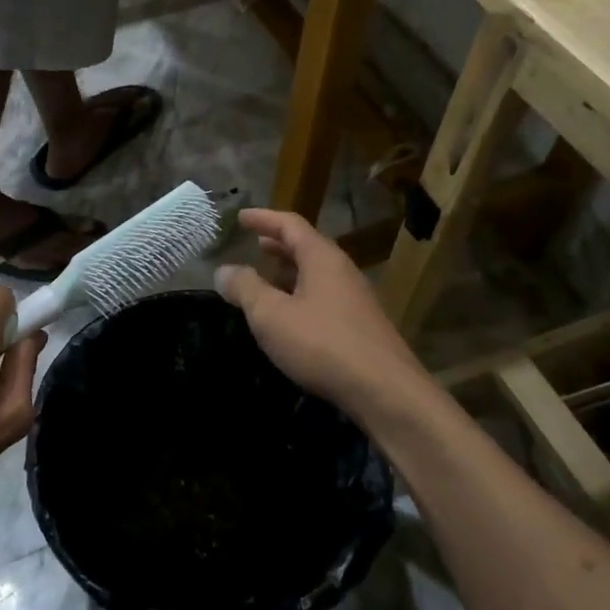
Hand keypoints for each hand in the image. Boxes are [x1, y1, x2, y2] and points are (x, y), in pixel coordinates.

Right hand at [215, 208, 429, 418]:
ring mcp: (356, 299)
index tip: (241, 218)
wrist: (386, 392)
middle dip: (278, 244)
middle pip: (307, 247)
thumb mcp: (272, 315)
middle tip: (255, 245)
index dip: (263, 218)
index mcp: (322, 258)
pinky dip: (302, 294)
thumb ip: (246, 288)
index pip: (290, 224)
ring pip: (317, 274)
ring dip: (290, 271)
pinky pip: (325, 297)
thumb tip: (224, 270)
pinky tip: (291, 316)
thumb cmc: (323, 345)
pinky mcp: (362, 326)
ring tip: (267, 279)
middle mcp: (343, 271)